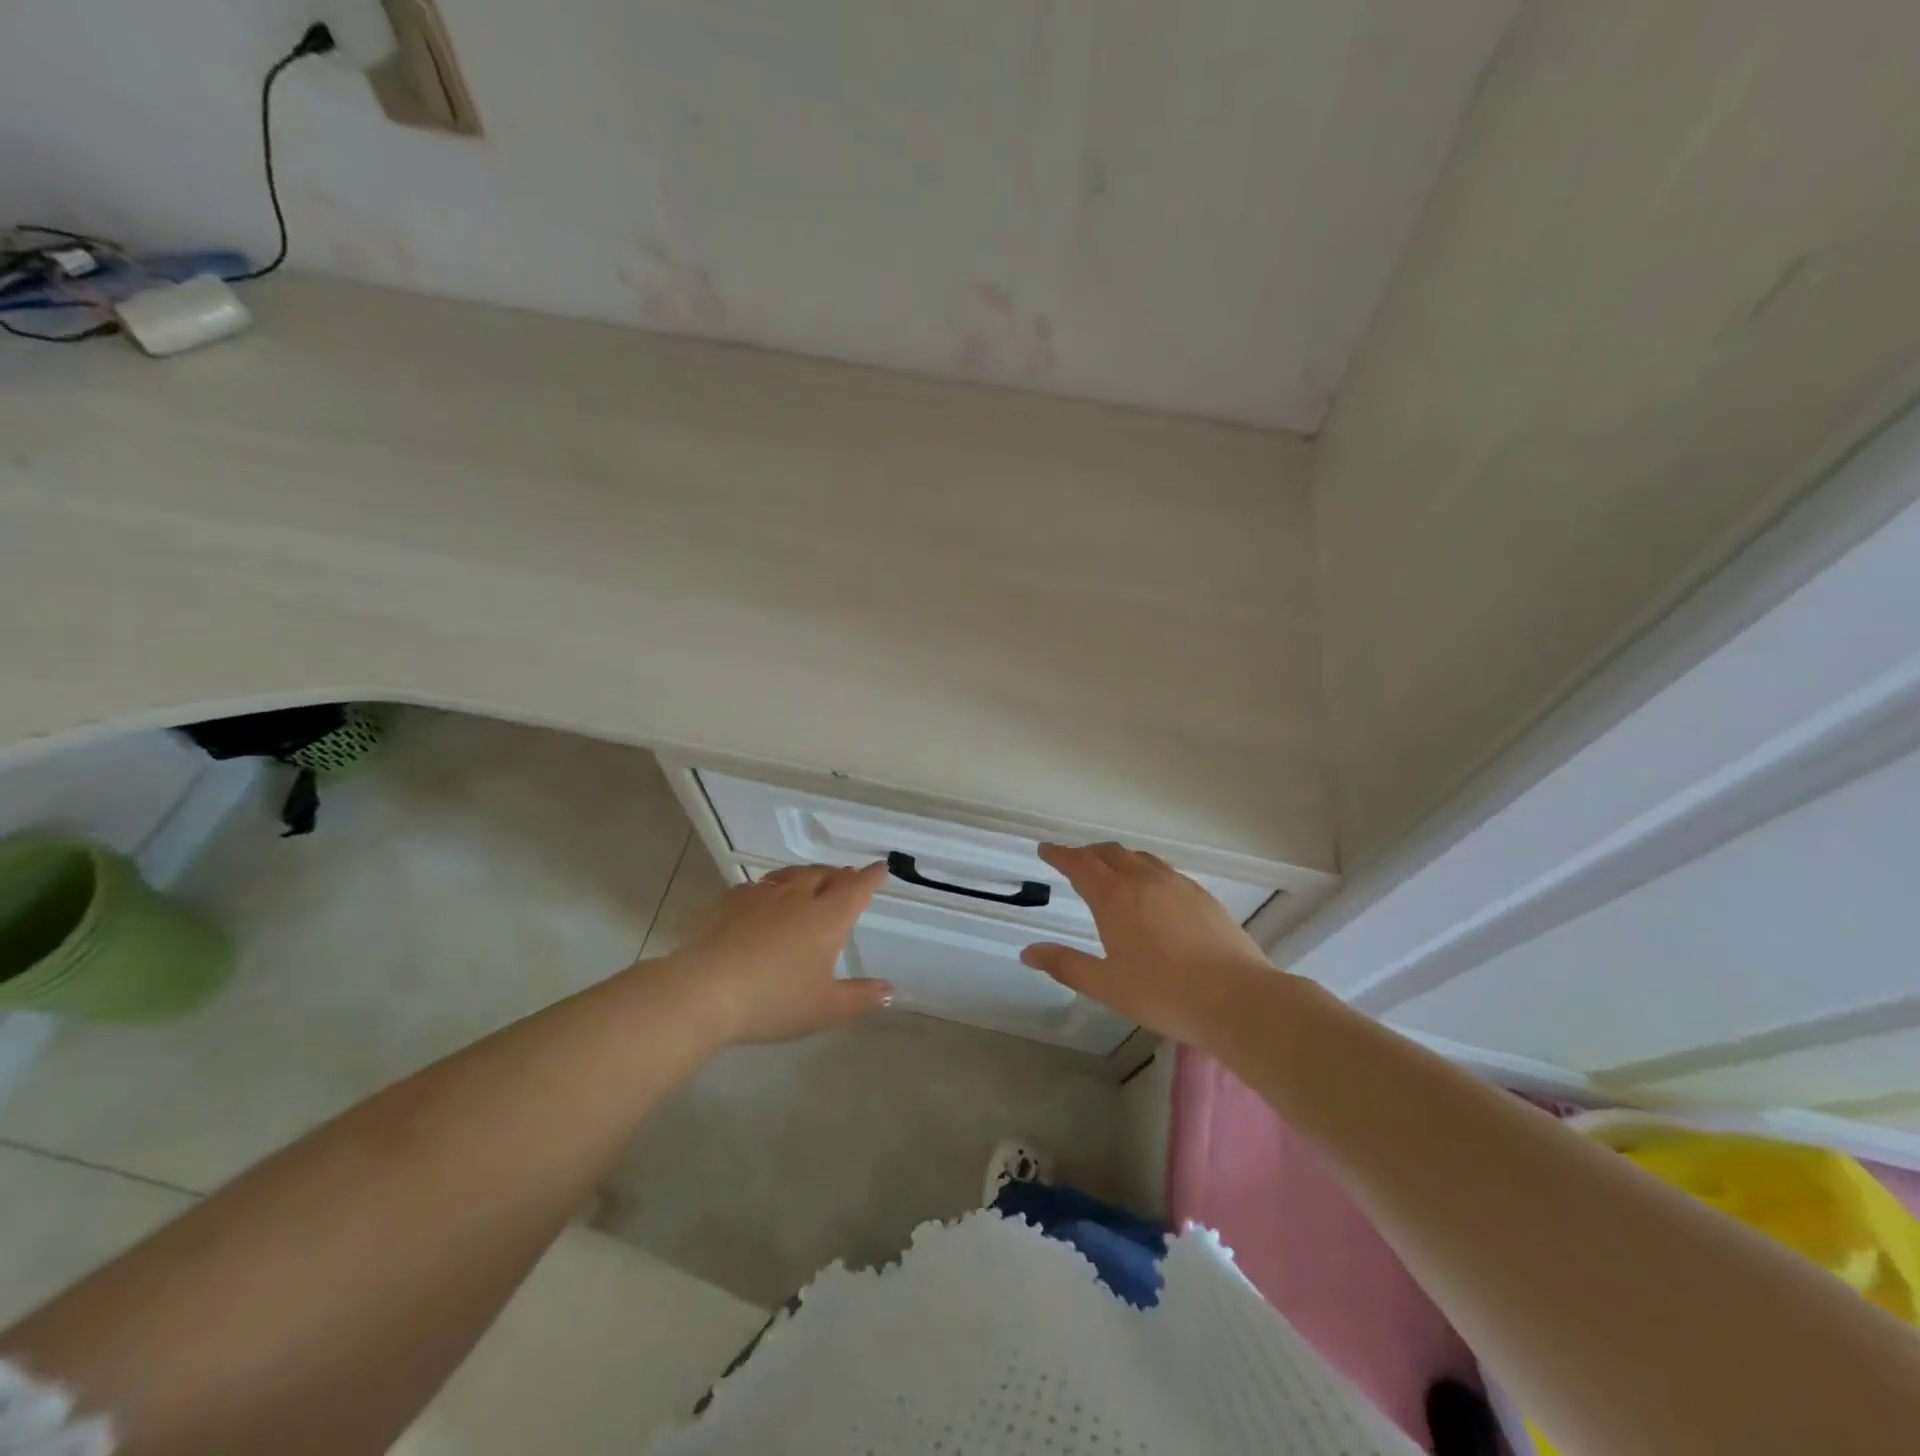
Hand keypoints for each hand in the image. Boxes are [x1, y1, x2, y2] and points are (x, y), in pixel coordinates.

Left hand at [663, 862, 893, 1044]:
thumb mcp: (825, 1008)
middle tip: (846, 879)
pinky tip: (763, 899)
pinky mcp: (730, 901)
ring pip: (791, 875)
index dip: (870, 877)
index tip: (880, 868)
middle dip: (839, 875)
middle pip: (824, 874)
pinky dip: (771, 888)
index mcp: (828, 917)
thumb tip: (890, 990)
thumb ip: (860, 996)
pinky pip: (758, 886)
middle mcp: (799, 897)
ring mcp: (762, 895)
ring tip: (810, 881)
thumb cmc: (774, 1000)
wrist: (705, 990)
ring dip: (806, 875)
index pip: (857, 888)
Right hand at [1020, 842, 1274, 1049]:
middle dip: (1087, 853)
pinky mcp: (1203, 896)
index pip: (1080, 864)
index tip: (1045, 850)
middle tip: (1074, 862)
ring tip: (1110, 870)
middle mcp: (1144, 880)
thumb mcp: (1106, 985)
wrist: (1237, 999)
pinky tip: (1152, 891)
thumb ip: (1065, 965)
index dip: (1060, 854)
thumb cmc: (1164, 994)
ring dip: (1117, 858)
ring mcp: (1178, 885)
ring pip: (1140, 858)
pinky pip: (1165, 870)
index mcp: (1115, 897)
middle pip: (1109, 853)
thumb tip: (1028, 952)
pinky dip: (1145, 869)